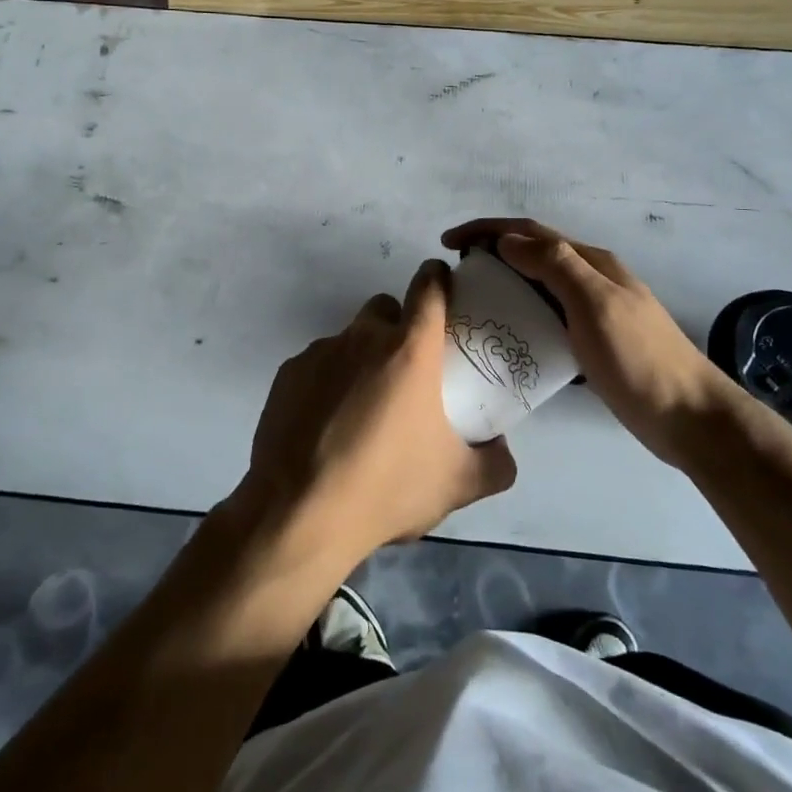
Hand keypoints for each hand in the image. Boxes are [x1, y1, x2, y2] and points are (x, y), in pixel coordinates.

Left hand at [237, 259, 516, 571]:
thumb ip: (495, 462)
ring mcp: (319, 352)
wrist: (299, 513)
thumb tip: (503, 449)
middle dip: (397, 325)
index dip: (438, 278)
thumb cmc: (388, 487)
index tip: (443, 284)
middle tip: (405, 370)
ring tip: (362, 410)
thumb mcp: (458, 483)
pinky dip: (327, 383)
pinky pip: (316, 365)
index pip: (428, 287)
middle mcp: (363, 337)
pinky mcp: (288, 373)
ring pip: (348, 339)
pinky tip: (327, 427)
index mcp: (409, 349)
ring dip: (361, 359)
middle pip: (384, 308)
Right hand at [442, 219, 740, 466]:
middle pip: (533, 254)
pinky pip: (547, 318)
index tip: (449, 242)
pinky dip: (522, 316)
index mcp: (591, 262)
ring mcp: (594, 312)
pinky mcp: (592, 343)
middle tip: (457, 274)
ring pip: (539, 286)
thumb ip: (554, 266)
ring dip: (505, 283)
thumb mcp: (595, 304)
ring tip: (473, 302)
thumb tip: (507, 240)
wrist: (690, 417)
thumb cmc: (639, 358)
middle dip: (492, 253)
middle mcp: (591, 279)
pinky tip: (506, 336)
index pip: (530, 232)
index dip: (487, 230)